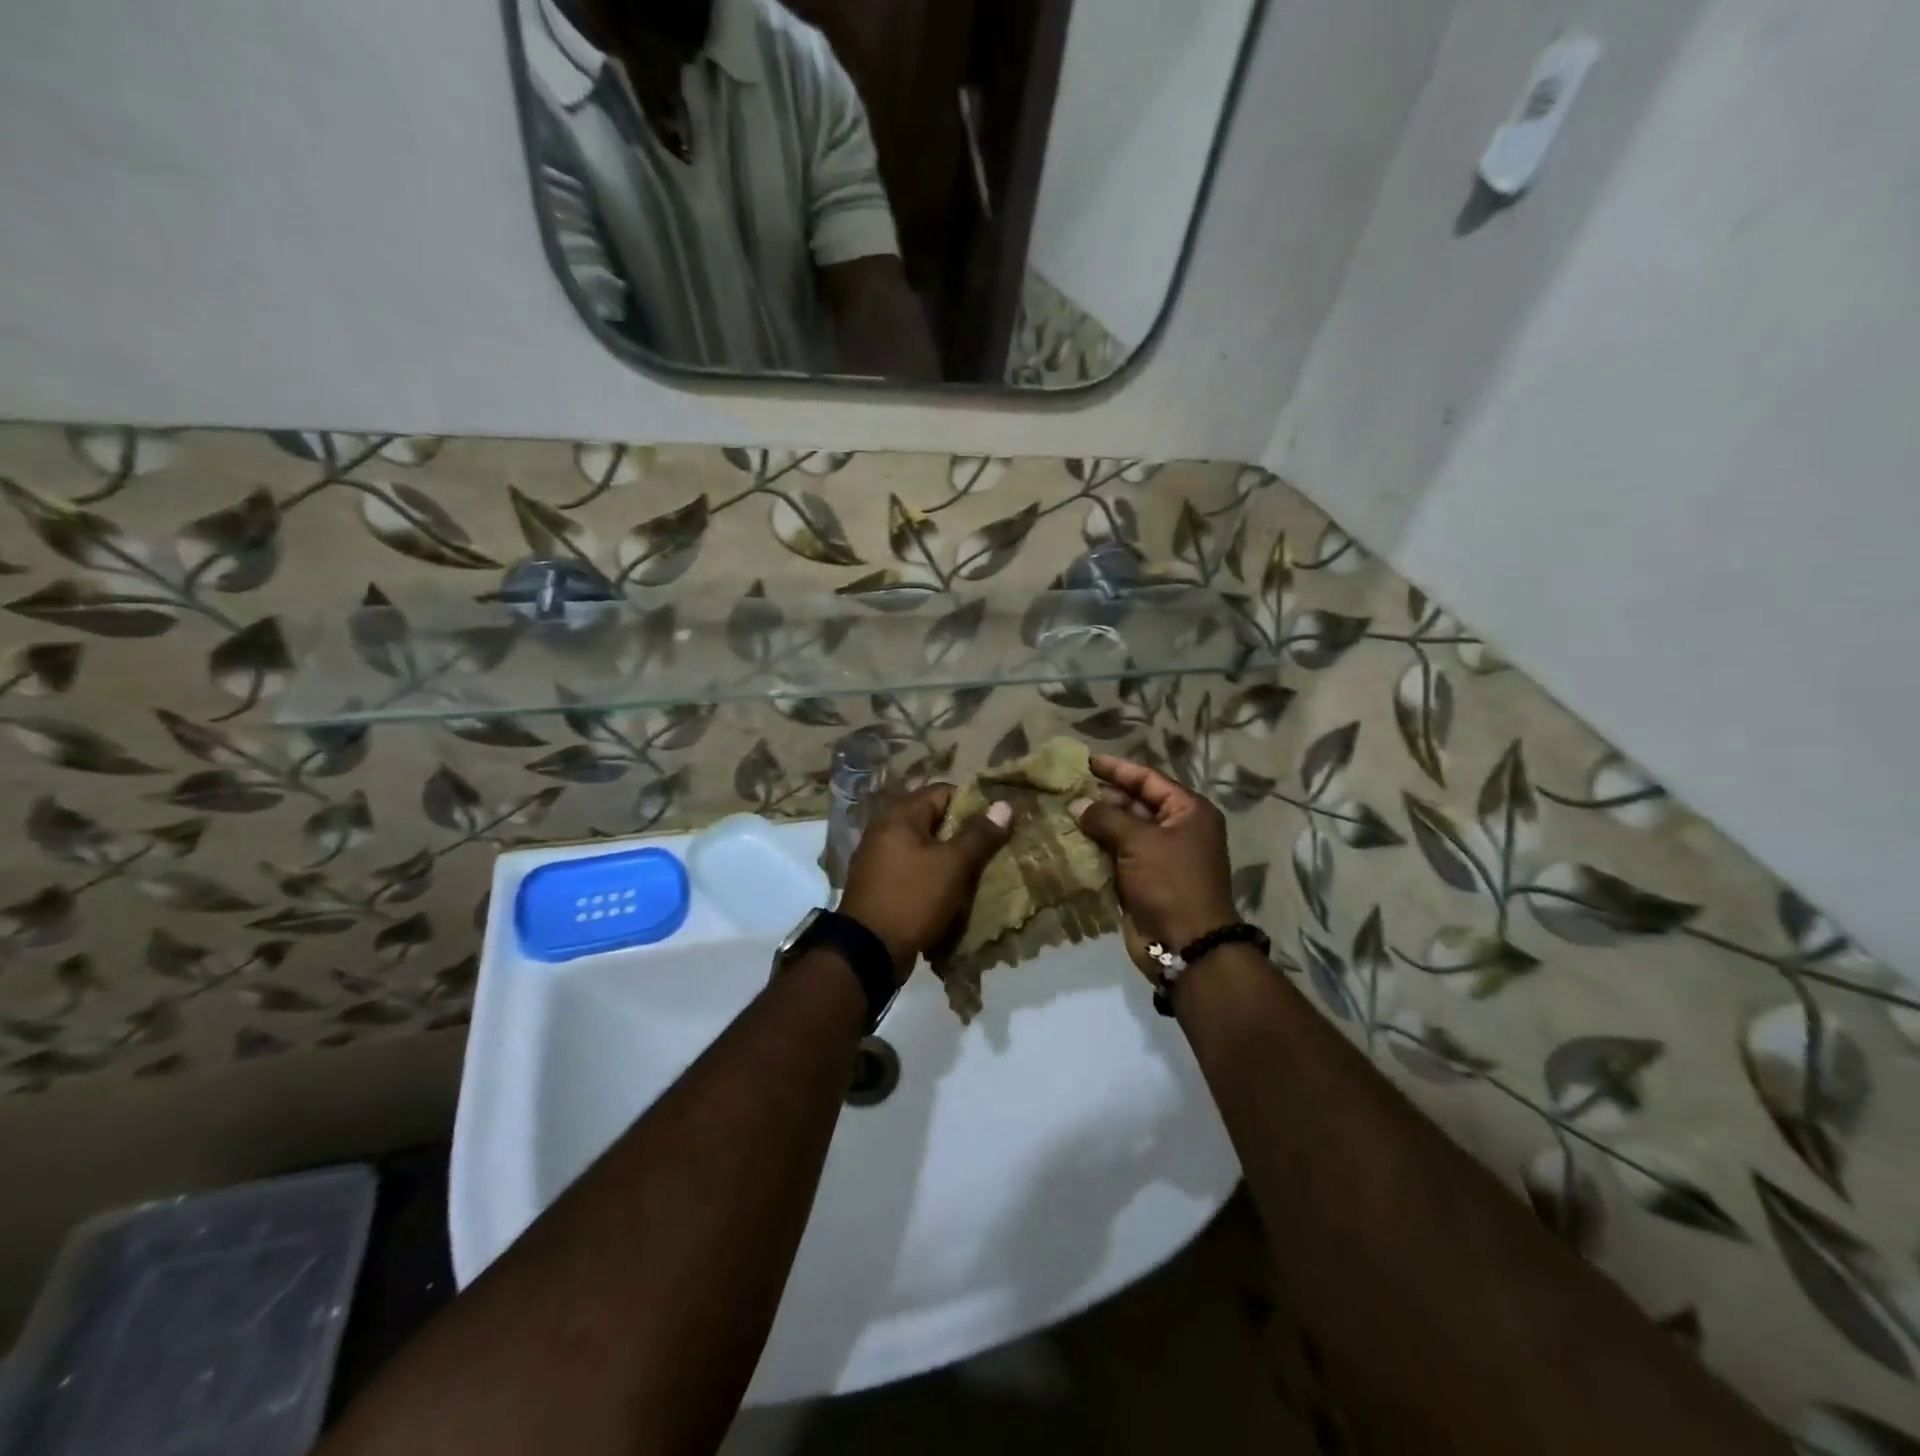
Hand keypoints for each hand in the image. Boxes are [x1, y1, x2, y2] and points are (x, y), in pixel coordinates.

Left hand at [839, 785, 1012, 979]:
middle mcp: (885, 829)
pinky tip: (952, 893)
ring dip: (949, 859)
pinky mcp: (880, 884)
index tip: (997, 823)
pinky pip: (913, 871)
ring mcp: (878, 858)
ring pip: (925, 848)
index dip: (972, 804)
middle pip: (933, 820)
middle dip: (963, 834)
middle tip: (992, 849)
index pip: (943, 792)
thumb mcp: (952, 865)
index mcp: (900, 815)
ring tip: (978, 873)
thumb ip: (978, 834)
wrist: (868, 951)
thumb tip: (1004, 804)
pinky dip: (933, 877)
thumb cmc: (912, 898)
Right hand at [1071, 755, 1237, 952]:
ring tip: (1061, 810)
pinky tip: (1069, 839)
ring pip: (1123, 830)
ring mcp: (1160, 856)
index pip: (1148, 779)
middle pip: (1135, 803)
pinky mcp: (1143, 880)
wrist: (1186, 945)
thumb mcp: (1140, 842)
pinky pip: (1116, 855)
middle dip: (1102, 796)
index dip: (1117, 768)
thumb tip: (1077, 804)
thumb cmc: (1170, 883)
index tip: (1085, 761)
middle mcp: (1177, 829)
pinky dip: (1096, 848)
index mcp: (1188, 811)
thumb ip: (1106, 817)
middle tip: (1066, 788)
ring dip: (1096, 823)